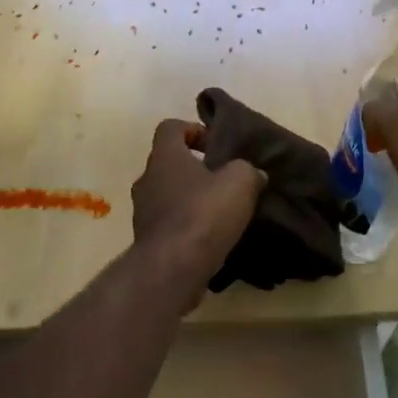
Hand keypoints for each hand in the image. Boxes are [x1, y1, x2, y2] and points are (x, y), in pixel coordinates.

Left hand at [131, 119, 266, 296]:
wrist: (173, 269)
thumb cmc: (204, 213)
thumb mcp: (240, 182)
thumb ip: (247, 170)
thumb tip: (254, 174)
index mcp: (165, 157)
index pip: (170, 128)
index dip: (193, 130)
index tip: (215, 145)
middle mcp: (147, 180)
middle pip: (169, 164)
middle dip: (196, 169)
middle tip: (224, 180)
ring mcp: (143, 213)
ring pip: (168, 196)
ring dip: (191, 199)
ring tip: (221, 212)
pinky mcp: (148, 242)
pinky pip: (170, 225)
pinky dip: (188, 227)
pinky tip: (212, 238)